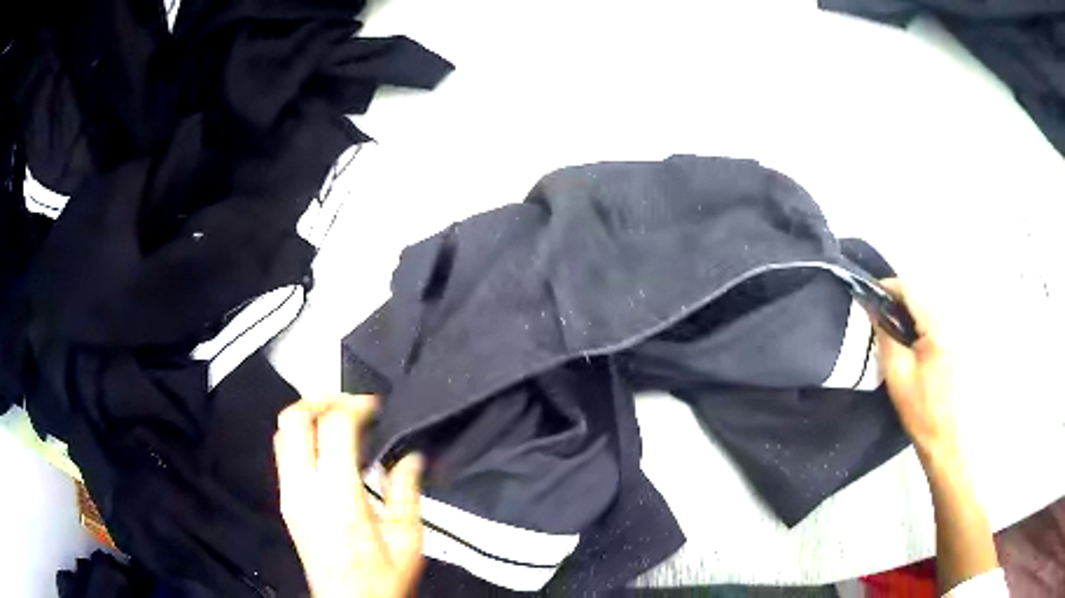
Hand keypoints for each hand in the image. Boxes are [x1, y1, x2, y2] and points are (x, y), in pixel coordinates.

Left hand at [274, 394, 424, 597]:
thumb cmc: (380, 578)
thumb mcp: (408, 539)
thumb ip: (407, 492)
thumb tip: (411, 456)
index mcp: (338, 495)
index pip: (333, 427)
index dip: (354, 405)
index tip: (374, 407)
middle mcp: (305, 488)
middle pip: (293, 419)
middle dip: (320, 400)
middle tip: (348, 403)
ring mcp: (289, 495)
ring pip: (281, 434)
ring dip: (306, 417)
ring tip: (336, 420)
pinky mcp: (286, 503)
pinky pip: (282, 454)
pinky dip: (300, 437)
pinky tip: (325, 449)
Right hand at [874, 279, 958, 462]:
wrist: (949, 439)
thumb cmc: (922, 410)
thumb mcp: (898, 374)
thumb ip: (885, 335)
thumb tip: (873, 308)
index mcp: (938, 323)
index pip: (910, 287)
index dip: (887, 288)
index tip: (870, 299)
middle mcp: (953, 317)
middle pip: (922, 292)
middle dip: (899, 300)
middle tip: (881, 320)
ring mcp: (960, 327)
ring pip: (931, 303)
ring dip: (912, 311)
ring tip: (898, 333)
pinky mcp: (962, 338)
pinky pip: (939, 317)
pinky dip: (924, 322)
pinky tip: (917, 344)